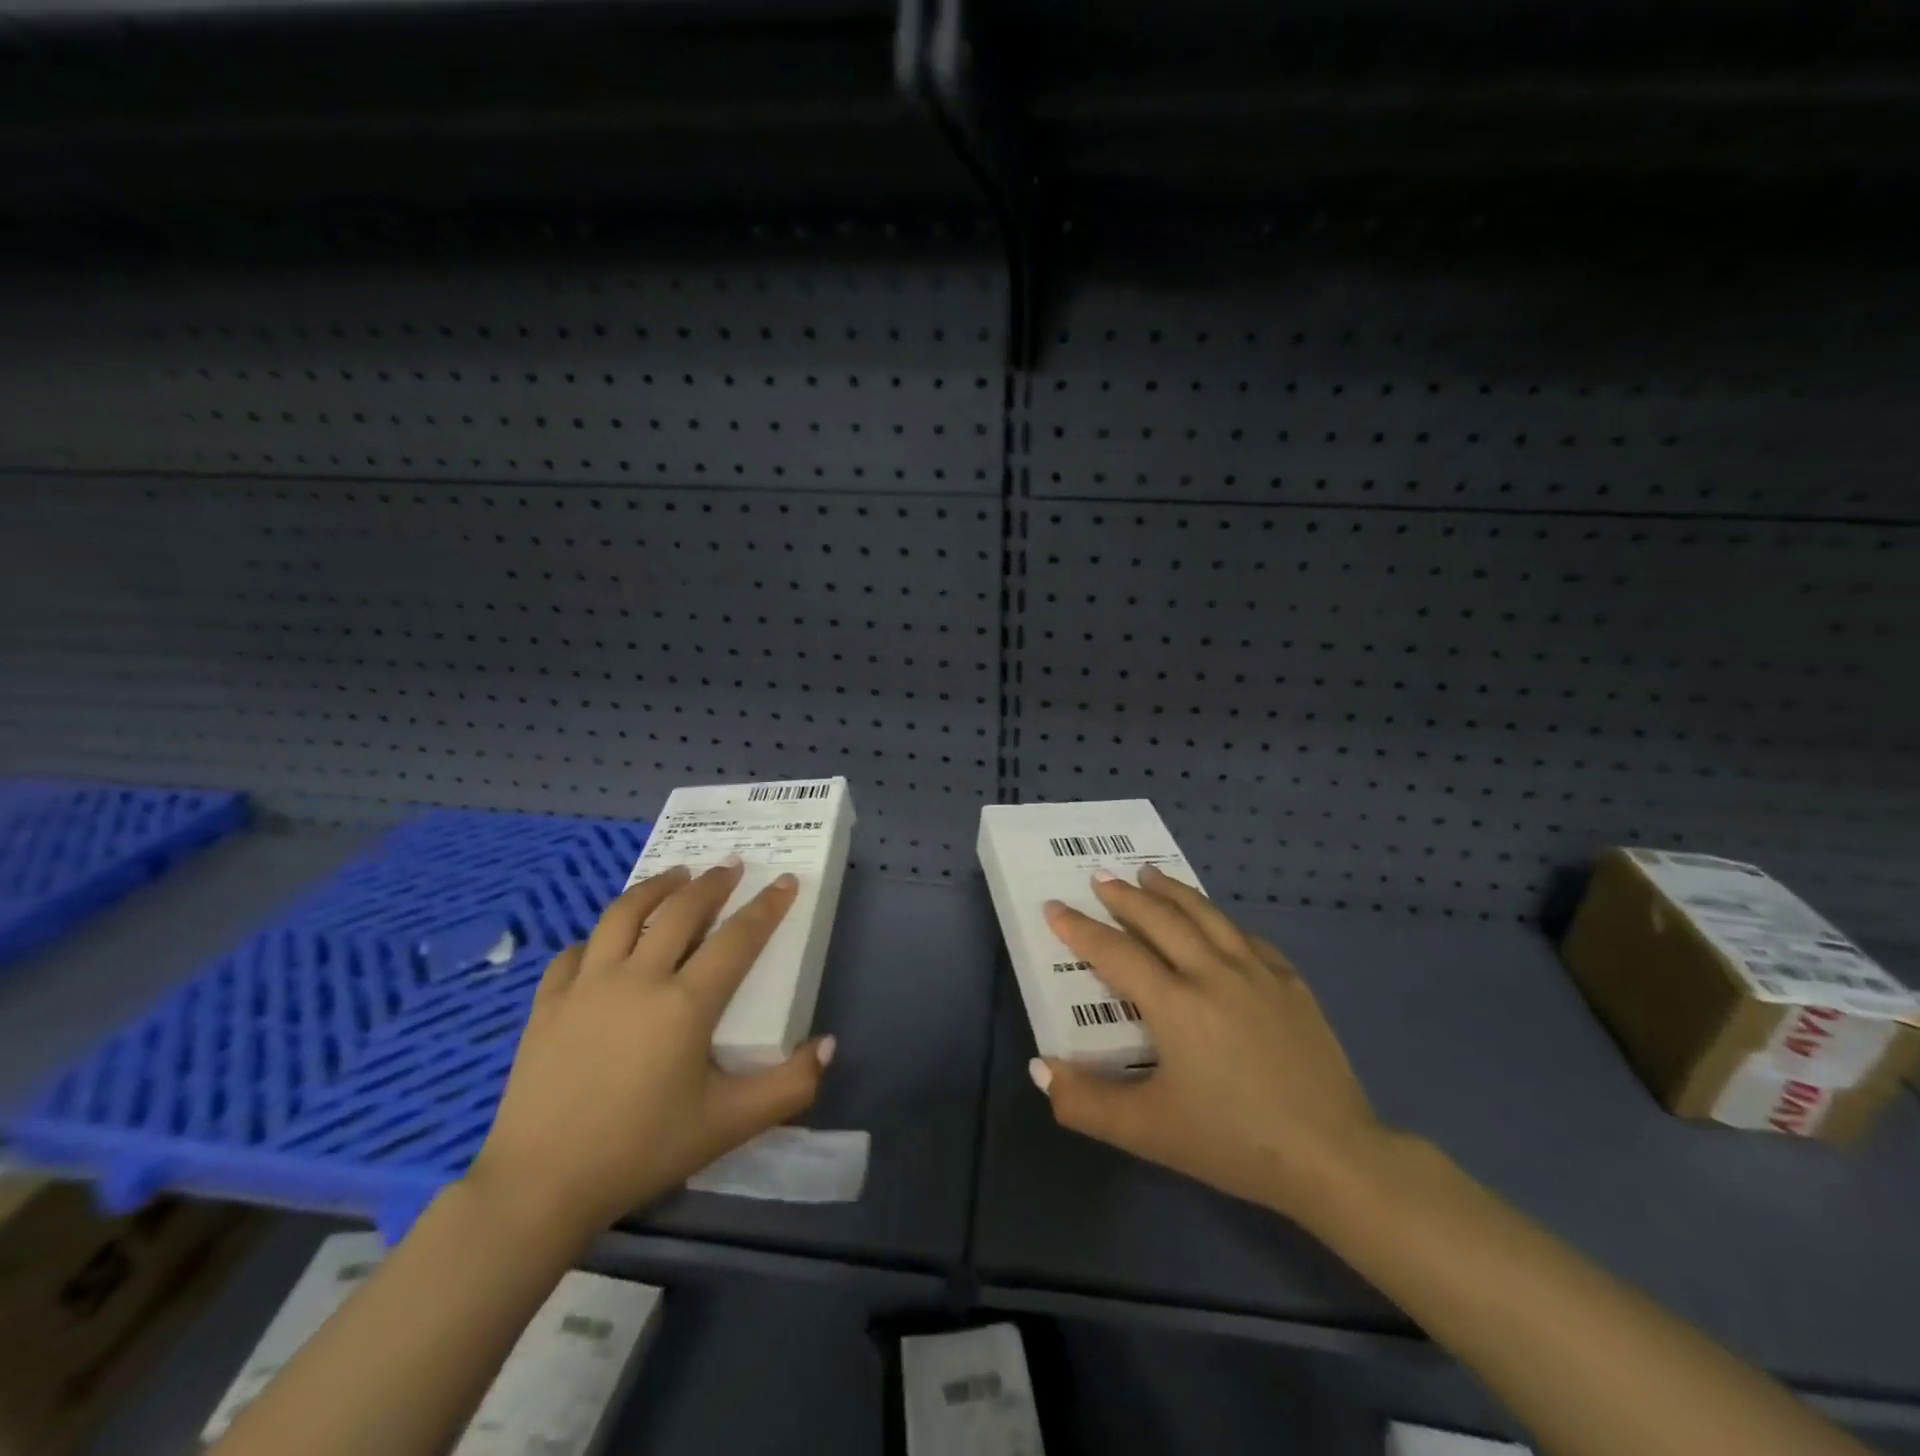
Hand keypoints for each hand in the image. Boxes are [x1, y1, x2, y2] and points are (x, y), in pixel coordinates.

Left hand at [466, 862, 832, 1241]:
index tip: (785, 881)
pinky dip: (599, 937)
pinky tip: (607, 941)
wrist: (540, 1186)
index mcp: (686, 1004)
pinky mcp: (547, 1003)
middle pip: (681, 910)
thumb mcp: (729, 1125)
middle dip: (712, 883)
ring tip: (676, 875)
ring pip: (624, 914)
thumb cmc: (642, 1151)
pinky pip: (576, 951)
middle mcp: (637, 978)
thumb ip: (790, 1086)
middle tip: (731, 865)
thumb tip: (828, 1044)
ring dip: (656, 887)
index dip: (767, 906)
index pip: (738, 938)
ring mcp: (586, 985)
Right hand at [1031, 865, 1384, 1226]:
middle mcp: (1213, 973)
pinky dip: (1221, 921)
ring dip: (1172, 891)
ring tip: (1150, 873)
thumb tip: (1039, 1069)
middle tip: (1100, 877)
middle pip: (1160, 918)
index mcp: (1175, 1003)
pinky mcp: (1291, 984)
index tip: (1054, 907)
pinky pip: (1247, 938)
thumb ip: (1086, 1102)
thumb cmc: (1233, 1143)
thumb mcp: (1149, 1131)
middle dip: (1124, 895)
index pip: (1115, 952)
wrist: (1334, 1157)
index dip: (1079, 929)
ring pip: (1206, 915)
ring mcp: (1257, 973)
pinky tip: (1217, 922)